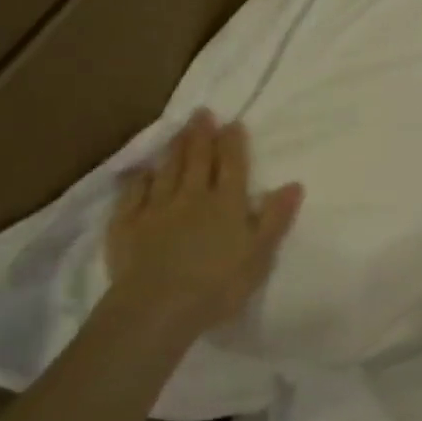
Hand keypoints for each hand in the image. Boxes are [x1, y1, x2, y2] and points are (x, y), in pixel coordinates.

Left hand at [103, 109, 302, 344]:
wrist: (158, 308)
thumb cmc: (217, 285)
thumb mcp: (259, 255)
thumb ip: (275, 218)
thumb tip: (294, 184)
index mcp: (226, 203)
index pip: (232, 165)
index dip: (233, 143)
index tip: (233, 123)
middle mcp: (192, 197)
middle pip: (198, 159)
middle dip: (202, 135)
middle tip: (201, 113)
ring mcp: (156, 208)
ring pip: (167, 170)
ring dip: (174, 149)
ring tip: (178, 131)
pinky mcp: (127, 225)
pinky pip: (133, 194)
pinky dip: (138, 179)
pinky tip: (140, 171)